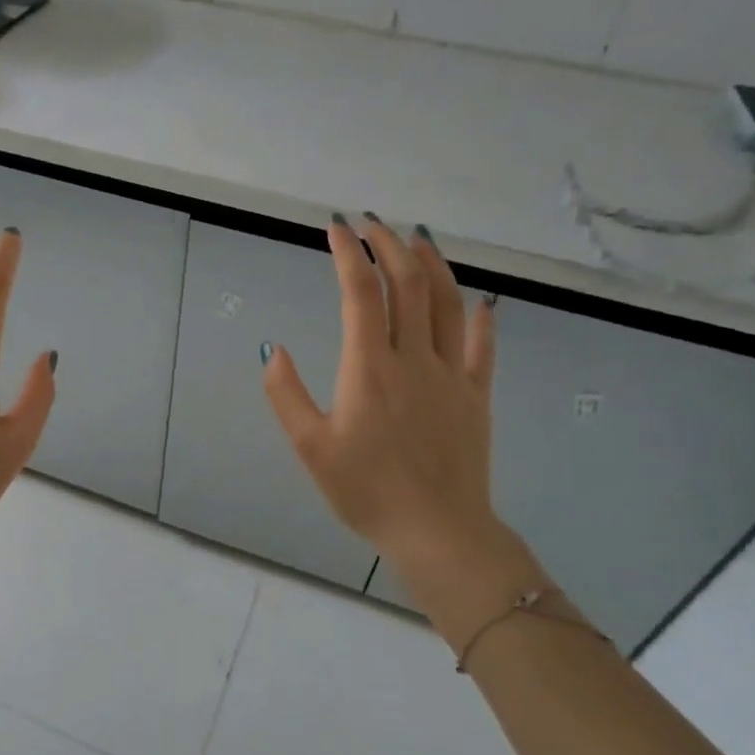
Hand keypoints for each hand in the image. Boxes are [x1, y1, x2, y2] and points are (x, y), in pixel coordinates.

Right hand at [262, 214, 543, 638]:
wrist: (436, 531)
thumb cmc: (366, 491)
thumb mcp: (310, 447)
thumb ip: (287, 394)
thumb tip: (273, 349)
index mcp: (369, 368)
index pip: (360, 293)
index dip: (348, 253)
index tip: (337, 227)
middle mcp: (413, 358)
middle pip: (407, 284)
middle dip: (388, 245)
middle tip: (372, 223)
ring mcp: (451, 374)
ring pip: (447, 303)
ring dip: (432, 264)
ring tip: (417, 239)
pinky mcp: (475, 395)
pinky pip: (482, 345)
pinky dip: (479, 315)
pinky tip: (477, 298)